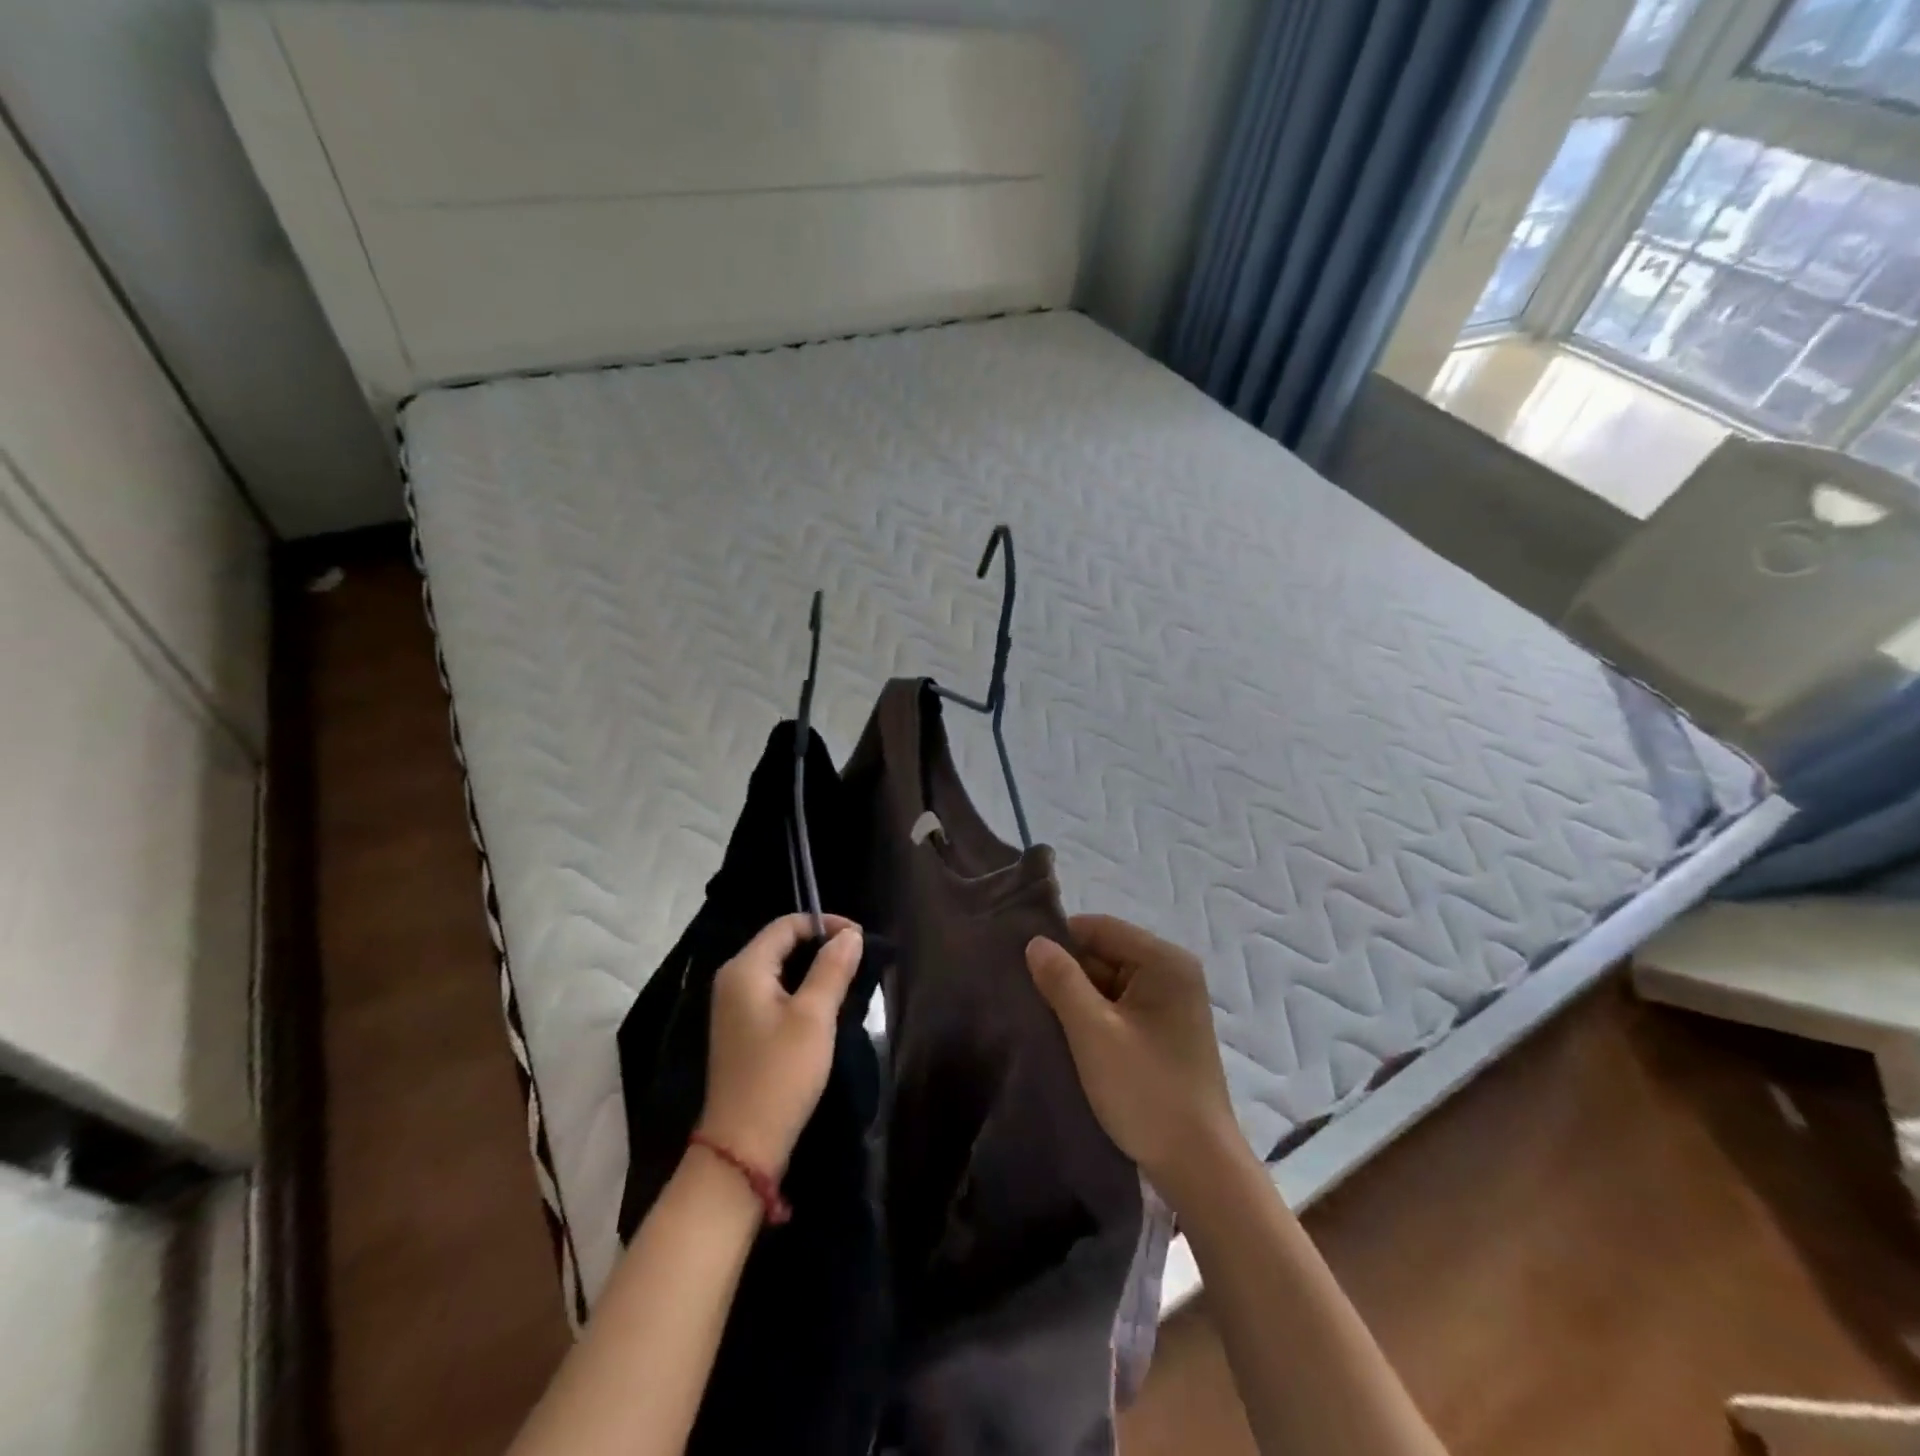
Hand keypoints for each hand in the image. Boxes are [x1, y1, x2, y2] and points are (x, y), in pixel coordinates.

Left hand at [698, 914, 863, 1177]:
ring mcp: (734, 1007)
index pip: (786, 925)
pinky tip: (825, 1008)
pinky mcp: (743, 1030)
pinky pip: (775, 994)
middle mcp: (733, 980)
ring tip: (848, 981)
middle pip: (781, 944)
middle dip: (821, 946)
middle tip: (858, 961)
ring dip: (814, 970)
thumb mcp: (814, 1017)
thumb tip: (851, 934)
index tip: (860, 939)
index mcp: (744, 969)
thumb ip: (832, 969)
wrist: (743, 1146)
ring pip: (780, 970)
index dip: (825, 924)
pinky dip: (801, 991)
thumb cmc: (780, 1074)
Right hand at [1027, 915, 1245, 1203]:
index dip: (1059, 941)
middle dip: (1067, 972)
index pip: (1099, 928)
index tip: (1021, 963)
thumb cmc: (1146, 1091)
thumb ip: (1061, 980)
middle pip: (1105, 953)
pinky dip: (1095, 1017)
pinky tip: (1068, 1036)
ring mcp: (1171, 1004)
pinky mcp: (1165, 1032)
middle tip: (1026, 994)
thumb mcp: (1093, 1032)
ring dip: (1078, 998)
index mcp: (1164, 961)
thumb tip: (1035, 942)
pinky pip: (1120, 1007)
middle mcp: (1172, 973)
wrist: (1199, 1168)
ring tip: (1041, 1016)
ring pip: (1109, 982)